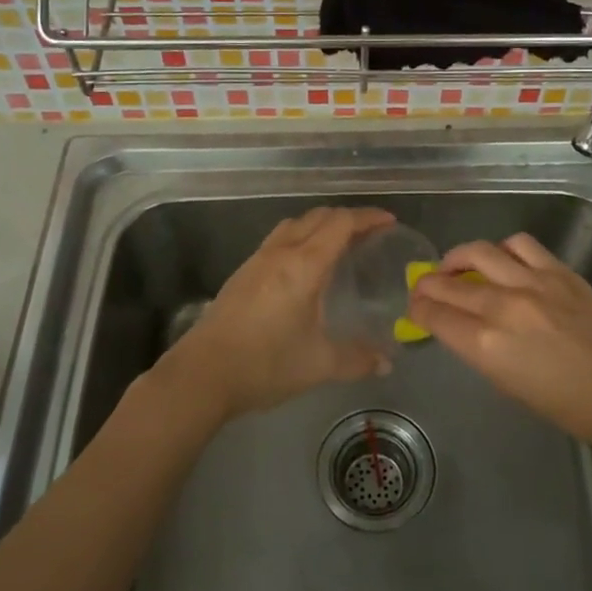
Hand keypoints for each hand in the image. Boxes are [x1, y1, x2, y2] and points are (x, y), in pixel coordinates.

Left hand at [155, 206, 396, 420]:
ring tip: (339, 244)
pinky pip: (278, 239)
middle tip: (370, 233)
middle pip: (318, 216)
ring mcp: (257, 260)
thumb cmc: (265, 364)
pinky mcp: (242, 273)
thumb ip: (357, 359)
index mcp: (304, 265)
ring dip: (320, 224)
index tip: (389, 221)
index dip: (368, 217)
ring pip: (294, 224)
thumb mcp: (319, 364)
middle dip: (347, 218)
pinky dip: (301, 238)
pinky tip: (304, 267)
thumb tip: (386, 363)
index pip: (341, 223)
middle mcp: (281, 252)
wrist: (202, 374)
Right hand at [408, 233, 591, 444]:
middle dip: (429, 283)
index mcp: (485, 344)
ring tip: (458, 265)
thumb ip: (479, 348)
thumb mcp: (507, 383)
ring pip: (479, 251)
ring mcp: (532, 282)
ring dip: (459, 257)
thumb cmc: (564, 405)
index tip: (415, 306)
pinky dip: (503, 250)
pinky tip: (502, 260)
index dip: (418, 308)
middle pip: (449, 282)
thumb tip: (462, 327)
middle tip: (425, 286)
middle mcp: (502, 306)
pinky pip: (520, 245)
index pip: (435, 314)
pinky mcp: (559, 271)